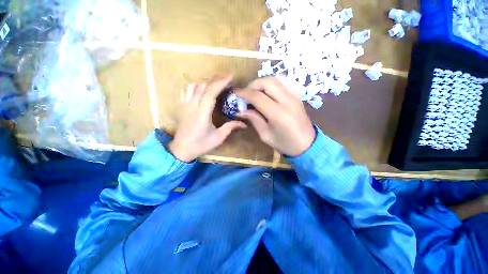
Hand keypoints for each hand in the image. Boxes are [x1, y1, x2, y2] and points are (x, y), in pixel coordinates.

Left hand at [168, 76, 246, 161]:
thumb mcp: (218, 138)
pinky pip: (185, 90)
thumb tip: (243, 123)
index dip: (220, 83)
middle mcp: (192, 106)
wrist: (181, 149)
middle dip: (215, 80)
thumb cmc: (201, 144)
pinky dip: (194, 86)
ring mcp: (185, 105)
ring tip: (214, 84)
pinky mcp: (181, 107)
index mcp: (202, 113)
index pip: (210, 93)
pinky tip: (200, 89)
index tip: (230, 77)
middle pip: (203, 86)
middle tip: (226, 79)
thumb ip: (230, 127)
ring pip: (193, 86)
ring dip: (205, 82)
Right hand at [235, 77, 315, 156]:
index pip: (257, 96)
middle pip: (267, 82)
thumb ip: (254, 120)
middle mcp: (287, 101)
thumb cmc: (285, 144)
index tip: (236, 94)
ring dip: (262, 83)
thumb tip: (241, 110)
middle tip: (246, 93)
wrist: (308, 145)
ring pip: (276, 79)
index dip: (244, 93)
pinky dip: (272, 84)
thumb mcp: (266, 135)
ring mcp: (294, 97)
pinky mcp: (297, 96)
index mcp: (278, 114)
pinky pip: (283, 83)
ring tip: (255, 92)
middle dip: (253, 84)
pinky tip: (267, 93)